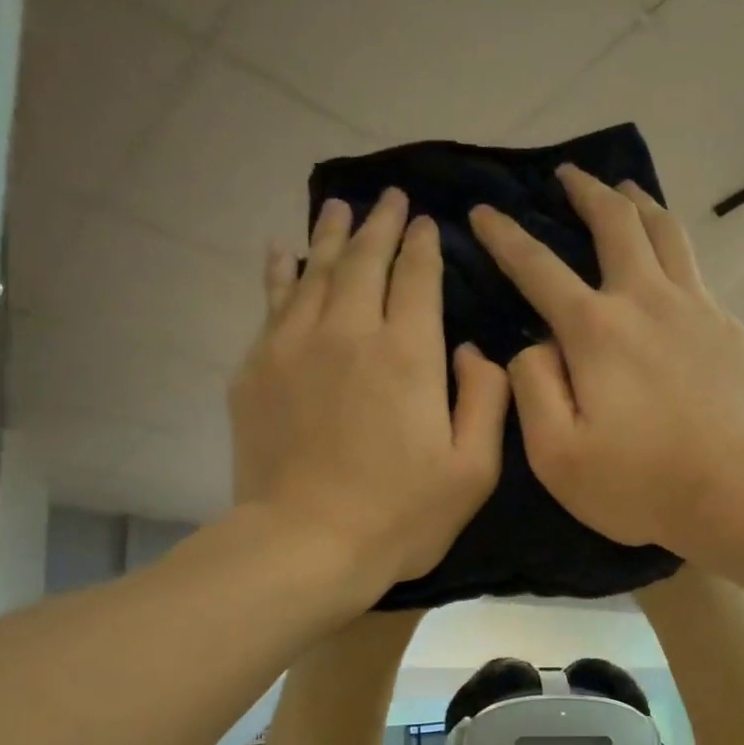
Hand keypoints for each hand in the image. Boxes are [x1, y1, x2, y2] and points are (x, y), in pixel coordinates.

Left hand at [229, 189, 508, 590]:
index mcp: (408, 354)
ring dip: (330, 235)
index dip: (423, 244)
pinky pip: (271, 303)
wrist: (305, 546)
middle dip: (379, 224)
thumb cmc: (400, 516)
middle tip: (388, 198)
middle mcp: (349, 333)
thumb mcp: (474, 470)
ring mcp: (294, 347)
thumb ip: (487, 400)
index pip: (417, 277)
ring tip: (339, 208)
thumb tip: (470, 350)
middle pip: (363, 260)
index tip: (425, 222)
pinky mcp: (256, 370)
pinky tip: (282, 254)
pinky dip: (280, 272)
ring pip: (314, 271)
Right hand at [469, 165, 743, 551]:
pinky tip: (670, 270)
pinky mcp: (730, 330)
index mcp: (595, 330)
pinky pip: (696, 275)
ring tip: (625, 190)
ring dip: (639, 204)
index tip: (484, 212)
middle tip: (569, 175)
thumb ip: (532, 389)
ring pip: (666, 234)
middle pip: (616, 225)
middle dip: (586, 192)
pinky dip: (674, 254)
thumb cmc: (639, 483)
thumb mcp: (557, 454)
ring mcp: (697, 310)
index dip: (506, 237)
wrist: (737, 492)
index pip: (538, 268)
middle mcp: (646, 301)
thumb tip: (534, 345)